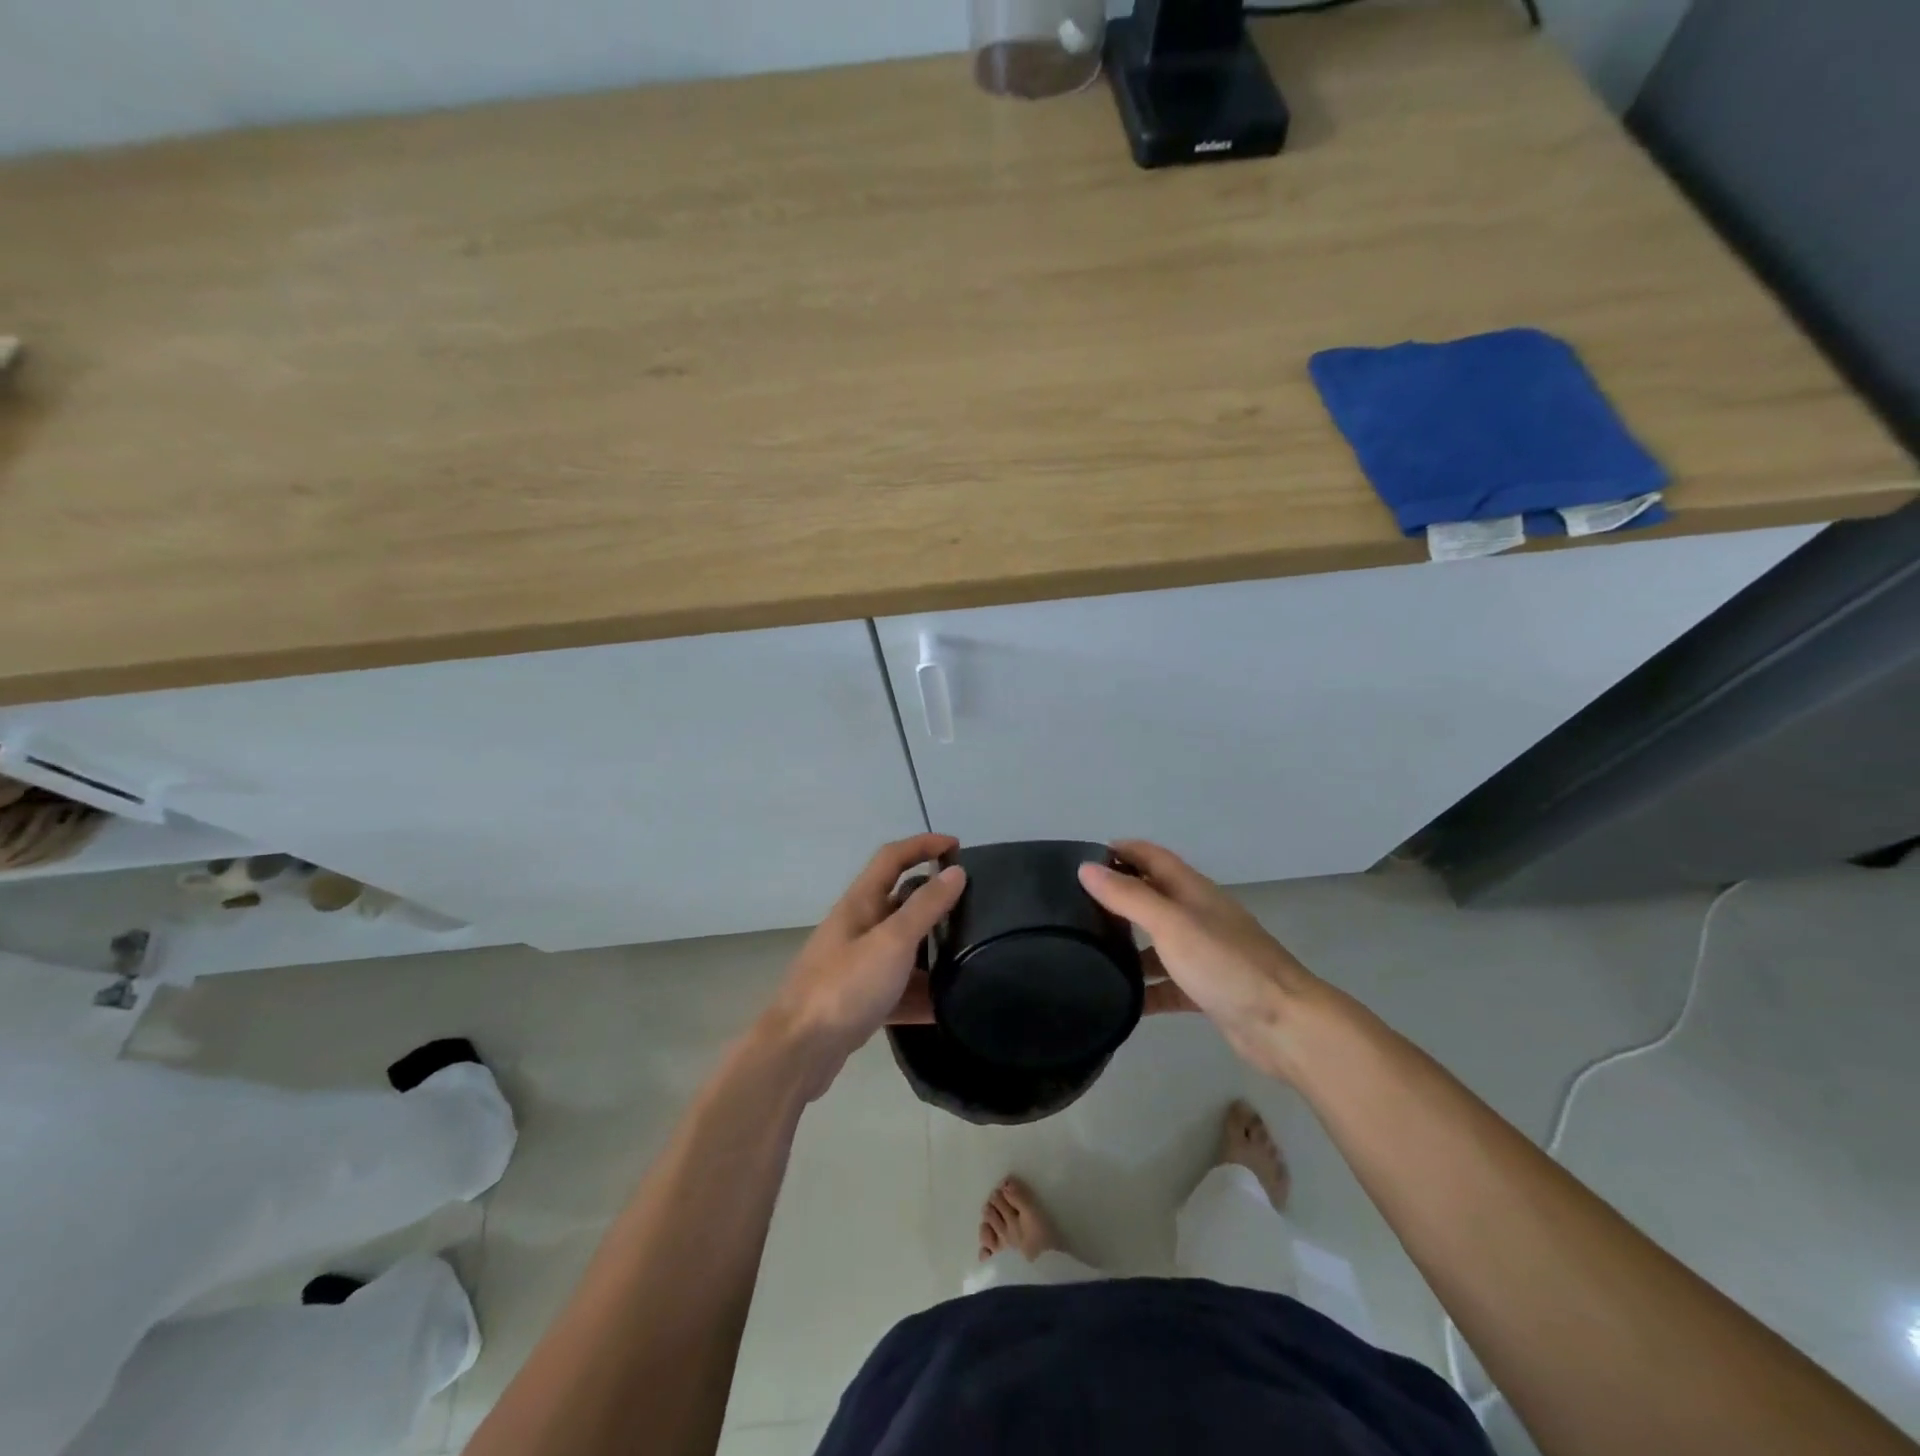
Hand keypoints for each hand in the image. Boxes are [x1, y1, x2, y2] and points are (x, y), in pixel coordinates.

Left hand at [761, 833, 967, 1096]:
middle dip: (933, 899)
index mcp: (860, 904)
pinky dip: (921, 994)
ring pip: (901, 949)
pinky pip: (898, 989)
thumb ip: (926, 907)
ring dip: (931, 950)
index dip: (922, 845)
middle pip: (899, 902)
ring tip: (971, 956)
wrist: (798, 1052)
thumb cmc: (845, 986)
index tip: (958, 846)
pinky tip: (949, 1007)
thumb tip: (956, 872)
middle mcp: (857, 929)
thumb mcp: (893, 942)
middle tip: (973, 906)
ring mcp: (856, 967)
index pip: (892, 858)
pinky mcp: (859, 1002)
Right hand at [1078, 840, 1332, 1080]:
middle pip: (1152, 897)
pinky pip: (1167, 984)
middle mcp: (1198, 916)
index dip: (1121, 851)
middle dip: (1118, 896)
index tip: (1082, 858)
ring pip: (1158, 942)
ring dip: (1128, 945)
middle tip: (1075, 907)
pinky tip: (1121, 1001)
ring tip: (1087, 952)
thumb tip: (1086, 868)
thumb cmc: (1225, 964)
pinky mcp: (1207, 991)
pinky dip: (1146, 989)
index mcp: (1192, 891)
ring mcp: (1204, 955)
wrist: (1284, 1025)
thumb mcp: (1170, 924)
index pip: (1151, 857)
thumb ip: (1128, 896)